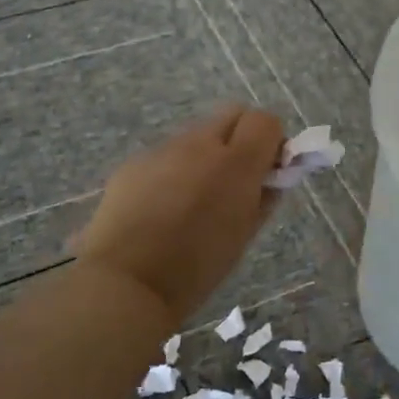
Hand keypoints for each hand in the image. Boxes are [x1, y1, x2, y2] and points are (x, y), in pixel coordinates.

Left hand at [73, 105, 286, 324]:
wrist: (126, 283)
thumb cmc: (196, 268)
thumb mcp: (243, 235)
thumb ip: (263, 198)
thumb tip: (271, 177)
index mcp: (235, 163)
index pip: (265, 121)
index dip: (271, 142)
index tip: (267, 171)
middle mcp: (198, 145)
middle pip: (231, 115)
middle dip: (241, 139)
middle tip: (235, 180)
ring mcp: (161, 150)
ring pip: (195, 137)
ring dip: (204, 157)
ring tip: (192, 203)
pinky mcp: (132, 164)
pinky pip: (164, 157)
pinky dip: (172, 173)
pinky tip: (160, 210)